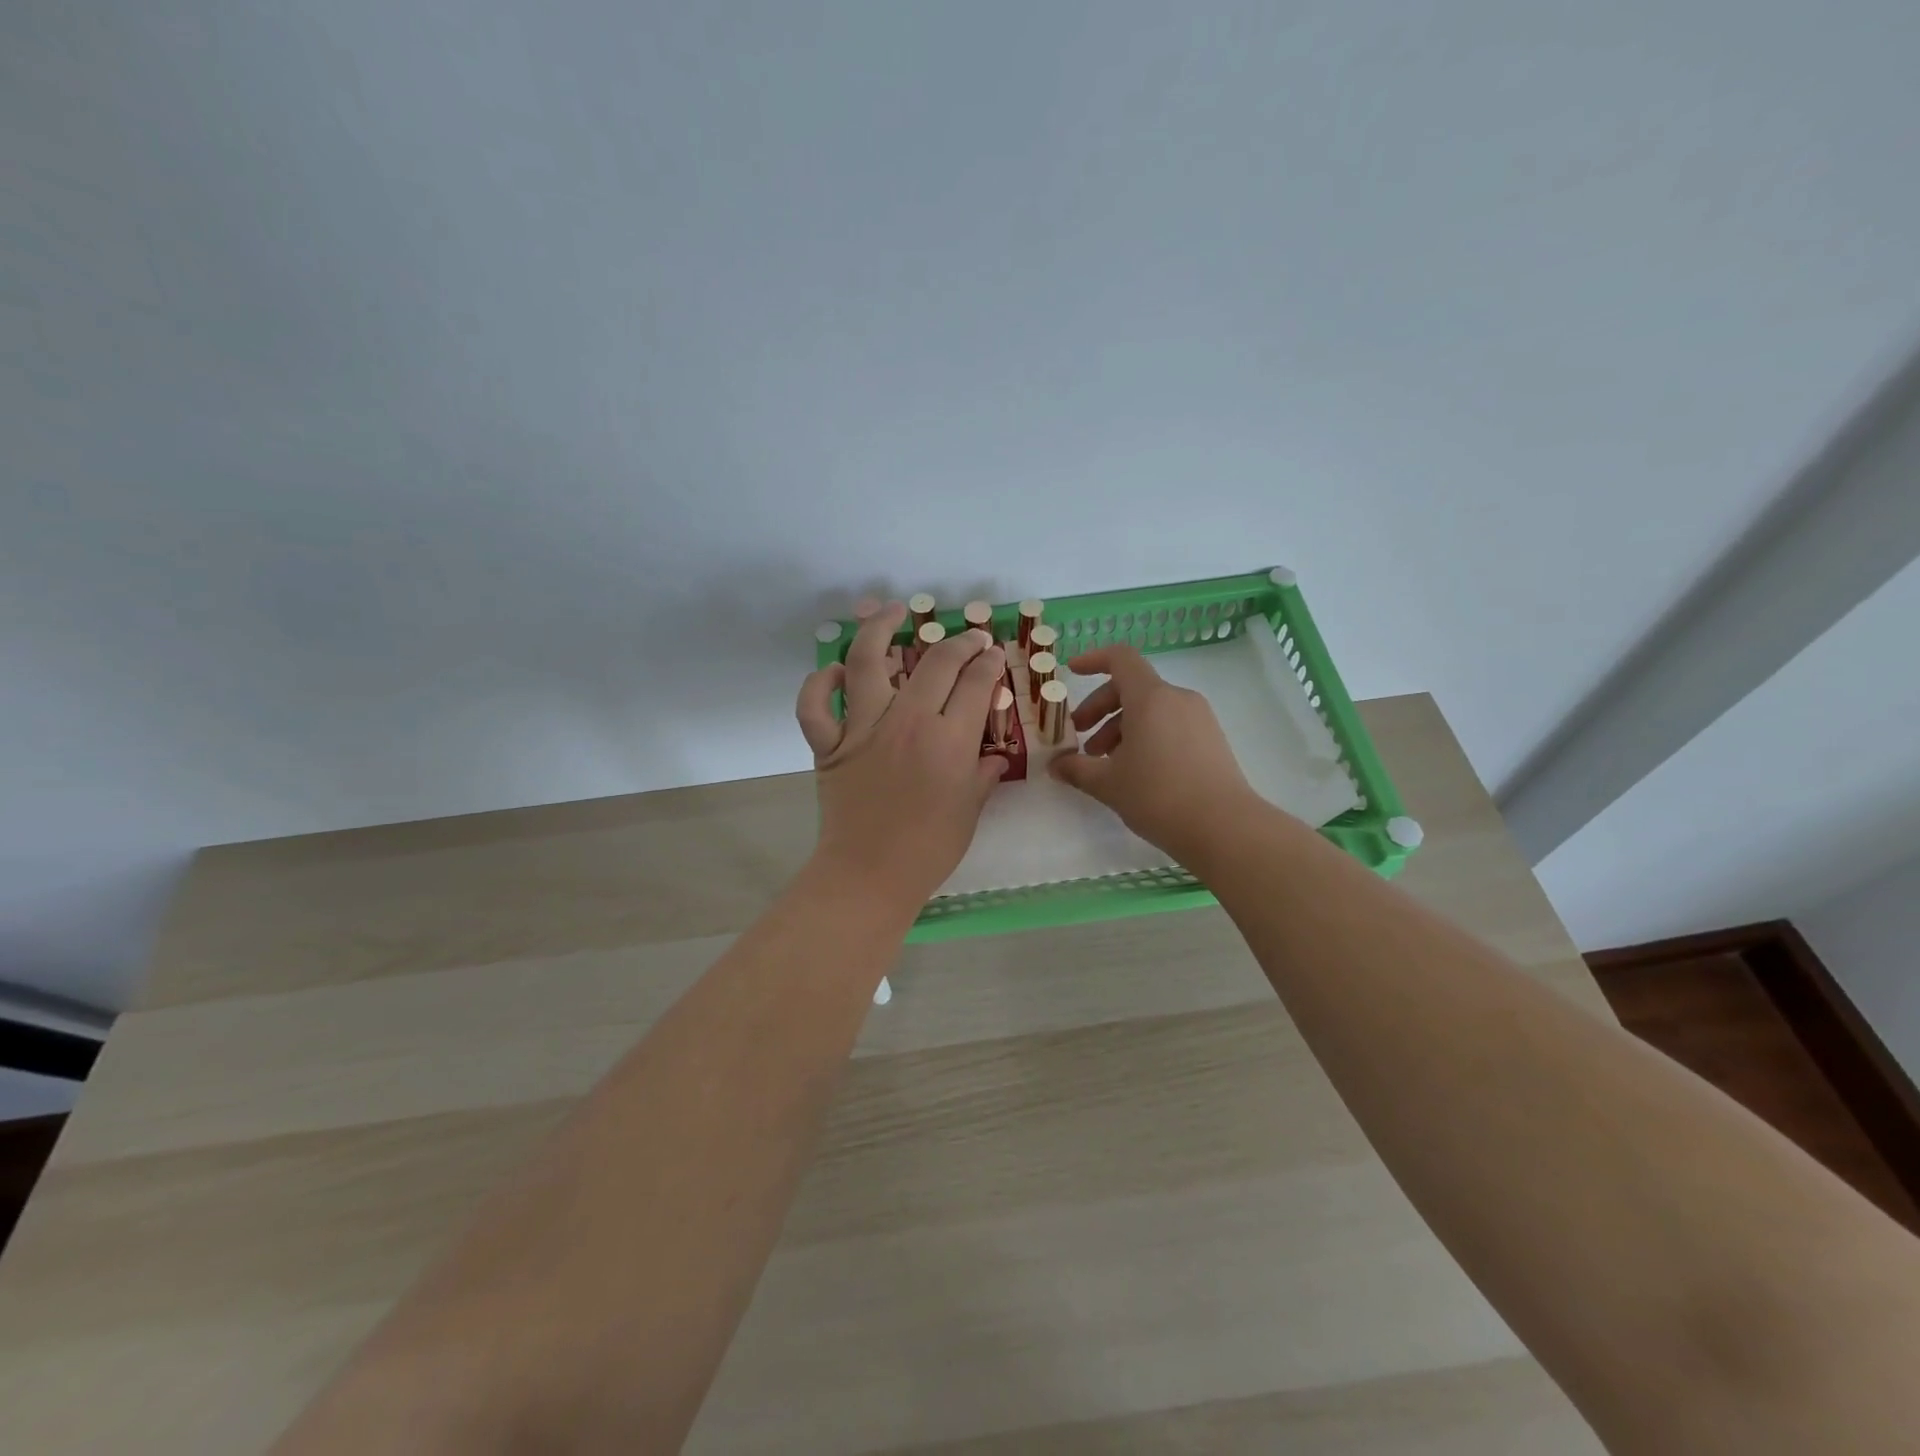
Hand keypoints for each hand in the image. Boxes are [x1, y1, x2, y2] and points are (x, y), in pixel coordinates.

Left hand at [796, 599, 1008, 910]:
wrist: (870, 875)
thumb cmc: (929, 848)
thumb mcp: (970, 810)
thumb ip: (984, 774)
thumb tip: (994, 756)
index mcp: (949, 741)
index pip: (975, 683)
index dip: (989, 662)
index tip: (993, 654)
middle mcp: (907, 723)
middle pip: (935, 663)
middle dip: (959, 642)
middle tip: (969, 638)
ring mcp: (863, 729)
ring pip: (867, 662)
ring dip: (878, 629)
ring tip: (891, 611)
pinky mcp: (829, 744)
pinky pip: (814, 706)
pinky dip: (819, 684)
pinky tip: (836, 672)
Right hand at [1049, 645, 1255, 864]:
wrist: (1225, 828)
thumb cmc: (1158, 796)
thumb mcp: (1108, 784)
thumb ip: (1076, 769)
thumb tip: (1055, 765)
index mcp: (1150, 698)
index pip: (1120, 658)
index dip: (1093, 660)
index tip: (1072, 673)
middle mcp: (1177, 699)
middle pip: (1132, 687)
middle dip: (1100, 708)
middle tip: (1081, 738)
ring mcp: (1199, 718)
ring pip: (1151, 709)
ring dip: (1121, 727)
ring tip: (1105, 762)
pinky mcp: (1211, 739)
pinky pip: (1170, 724)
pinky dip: (1146, 735)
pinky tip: (1135, 770)